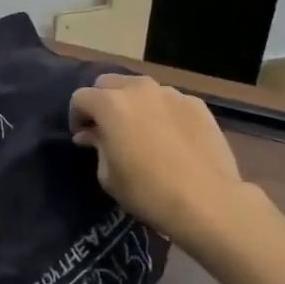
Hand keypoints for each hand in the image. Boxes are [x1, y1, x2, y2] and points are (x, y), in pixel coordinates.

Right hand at [69, 74, 244, 240]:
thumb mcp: (109, 175)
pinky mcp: (196, 104)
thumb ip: (97, 146)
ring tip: (140, 130)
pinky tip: (170, 138)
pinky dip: (161, 112)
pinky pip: (169, 102)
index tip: (82, 137)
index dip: (76, 116)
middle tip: (107, 129)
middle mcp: (139, 89)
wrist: (207, 200)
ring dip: (133, 104)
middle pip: (109, 83)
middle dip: (102, 102)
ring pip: (141, 89)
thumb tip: (91, 135)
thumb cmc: (148, 191)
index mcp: (111, 104)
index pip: (81, 97)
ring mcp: (171, 94)